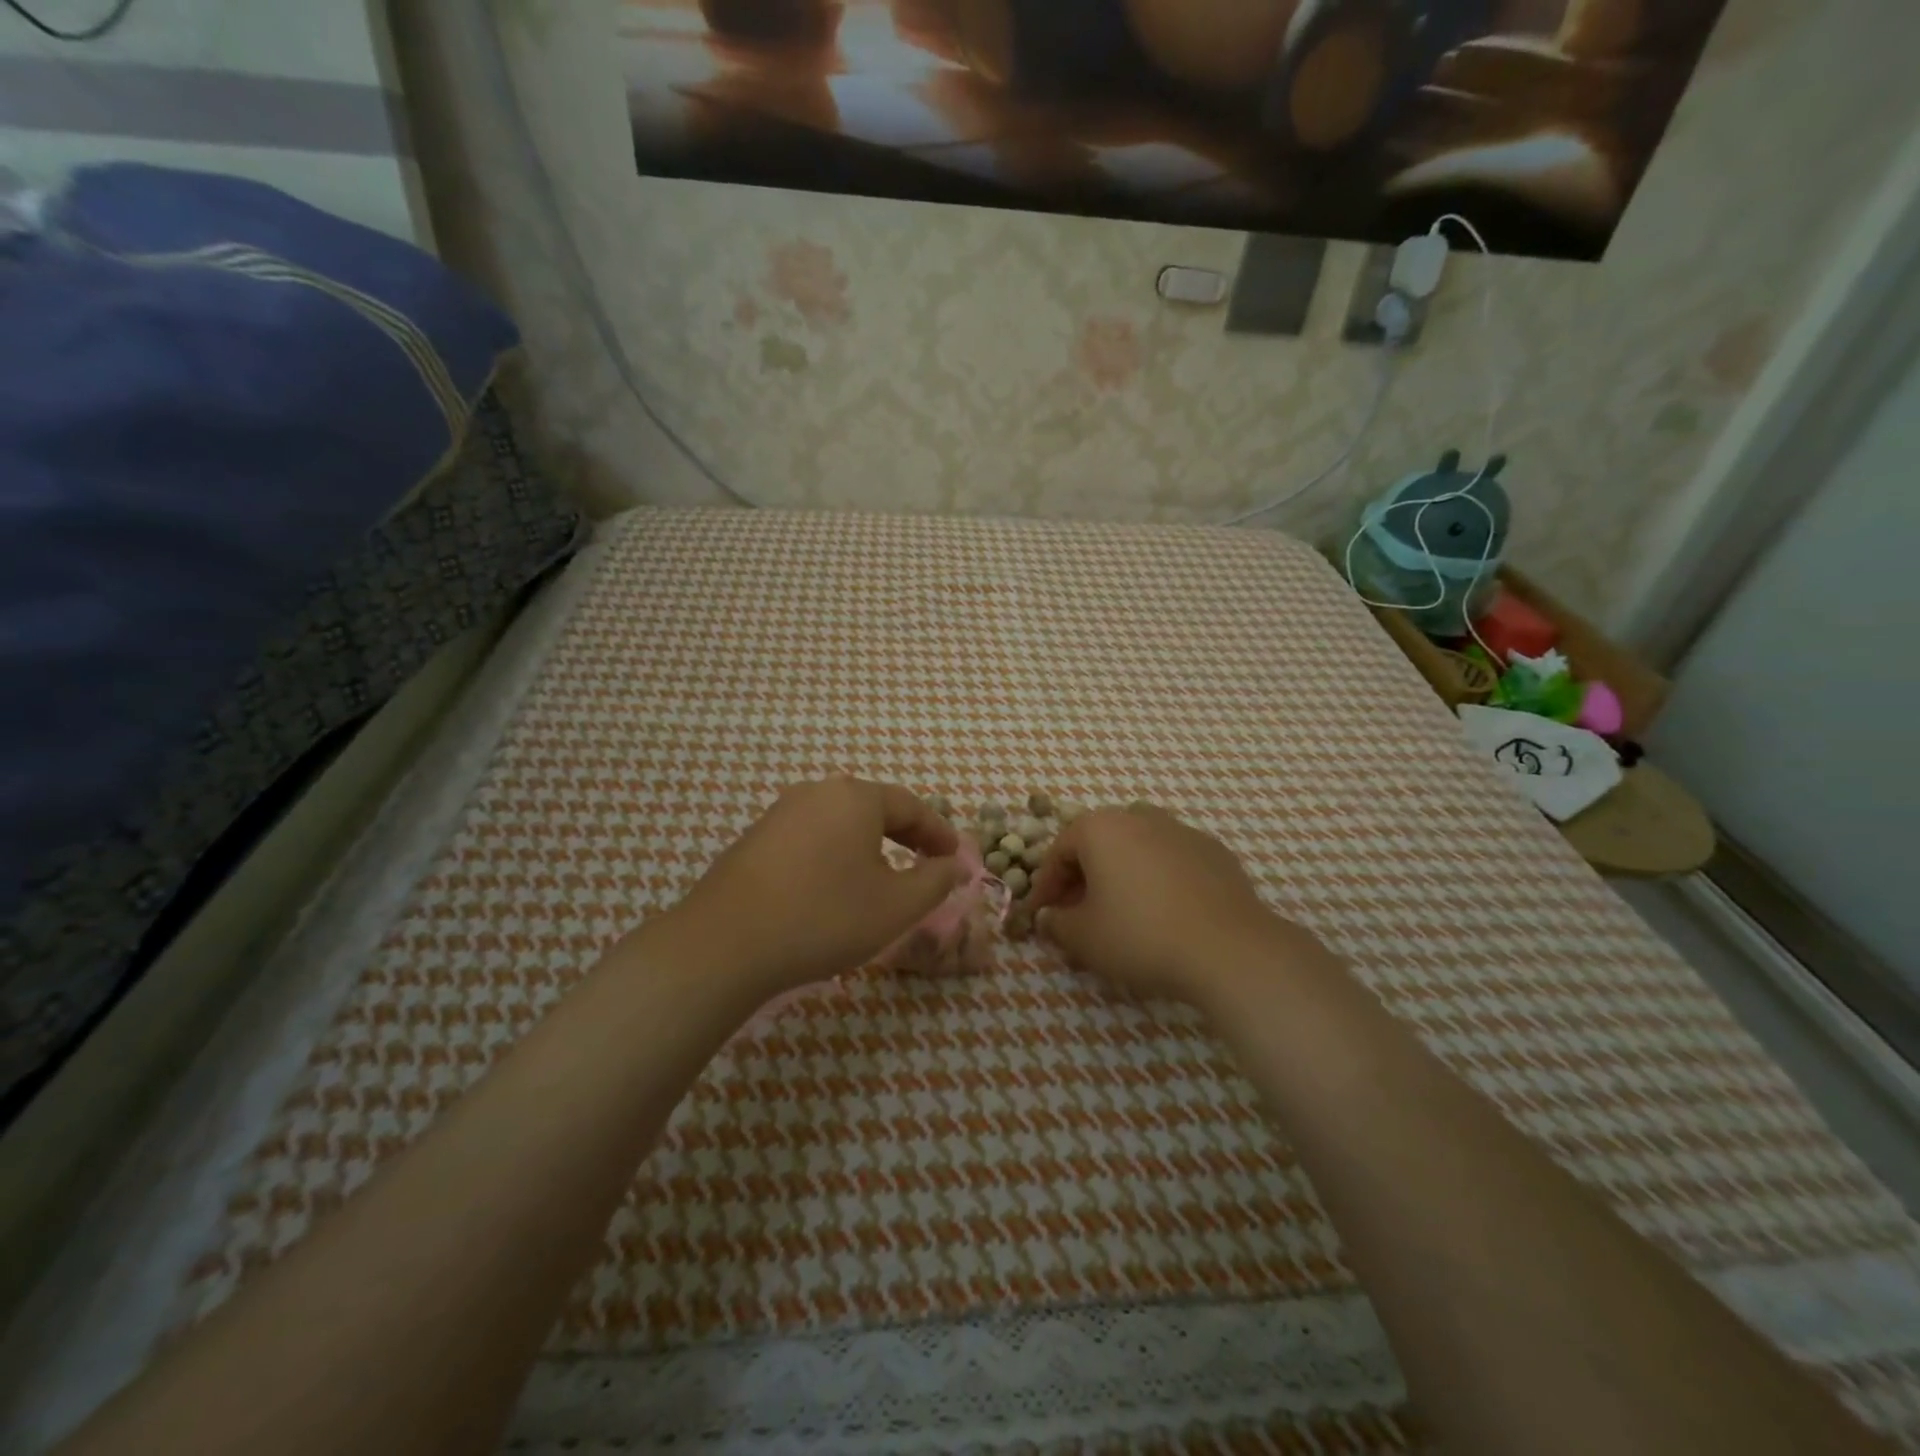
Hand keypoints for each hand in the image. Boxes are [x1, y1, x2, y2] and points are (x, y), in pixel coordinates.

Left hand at [660, 776, 965, 1000]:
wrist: (724, 945)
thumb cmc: (824, 918)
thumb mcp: (896, 906)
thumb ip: (935, 880)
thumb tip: (954, 865)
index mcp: (856, 797)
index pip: (912, 806)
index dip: (939, 832)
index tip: (955, 857)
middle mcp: (817, 793)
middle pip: (874, 807)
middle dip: (905, 835)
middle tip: (925, 863)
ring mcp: (780, 813)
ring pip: (840, 822)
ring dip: (869, 845)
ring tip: (882, 876)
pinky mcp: (755, 839)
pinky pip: (811, 838)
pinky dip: (835, 854)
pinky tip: (833, 886)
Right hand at [1028, 804, 1318, 1008]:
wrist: (1229, 950)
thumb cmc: (1141, 936)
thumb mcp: (1083, 938)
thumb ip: (1057, 923)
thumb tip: (1050, 916)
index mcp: (1100, 828)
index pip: (1059, 851)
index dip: (1045, 886)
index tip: (1042, 915)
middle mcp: (1139, 816)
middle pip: (1098, 843)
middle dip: (1082, 877)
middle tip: (1077, 914)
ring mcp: (1181, 830)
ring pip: (1136, 847)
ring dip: (1120, 873)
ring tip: (1120, 910)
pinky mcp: (1214, 851)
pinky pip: (1170, 859)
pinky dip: (1157, 878)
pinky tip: (1163, 912)